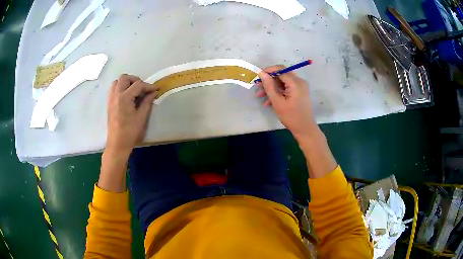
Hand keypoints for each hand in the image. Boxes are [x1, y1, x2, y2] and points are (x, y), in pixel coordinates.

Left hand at [106, 74, 157, 153]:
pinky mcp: (109, 103)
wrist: (117, 143)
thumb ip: (147, 102)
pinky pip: (113, 89)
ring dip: (126, 82)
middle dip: (136, 80)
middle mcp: (116, 95)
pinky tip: (127, 96)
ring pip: (117, 81)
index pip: (138, 85)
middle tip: (143, 88)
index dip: (148, 86)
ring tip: (134, 91)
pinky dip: (120, 88)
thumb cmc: (130, 132)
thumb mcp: (141, 117)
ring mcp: (111, 98)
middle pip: (125, 78)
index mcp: (124, 98)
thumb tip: (153, 93)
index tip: (156, 89)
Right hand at [256, 65, 316, 139]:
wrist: (305, 129)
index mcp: (296, 82)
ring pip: (282, 82)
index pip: (280, 69)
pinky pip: (286, 88)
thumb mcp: (277, 102)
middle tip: (257, 87)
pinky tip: (268, 102)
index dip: (268, 71)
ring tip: (260, 96)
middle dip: (268, 80)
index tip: (257, 77)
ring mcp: (300, 87)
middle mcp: (299, 81)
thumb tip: (261, 73)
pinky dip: (277, 92)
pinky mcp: (299, 92)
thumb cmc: (291, 117)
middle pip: (281, 75)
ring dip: (271, 88)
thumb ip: (269, 86)